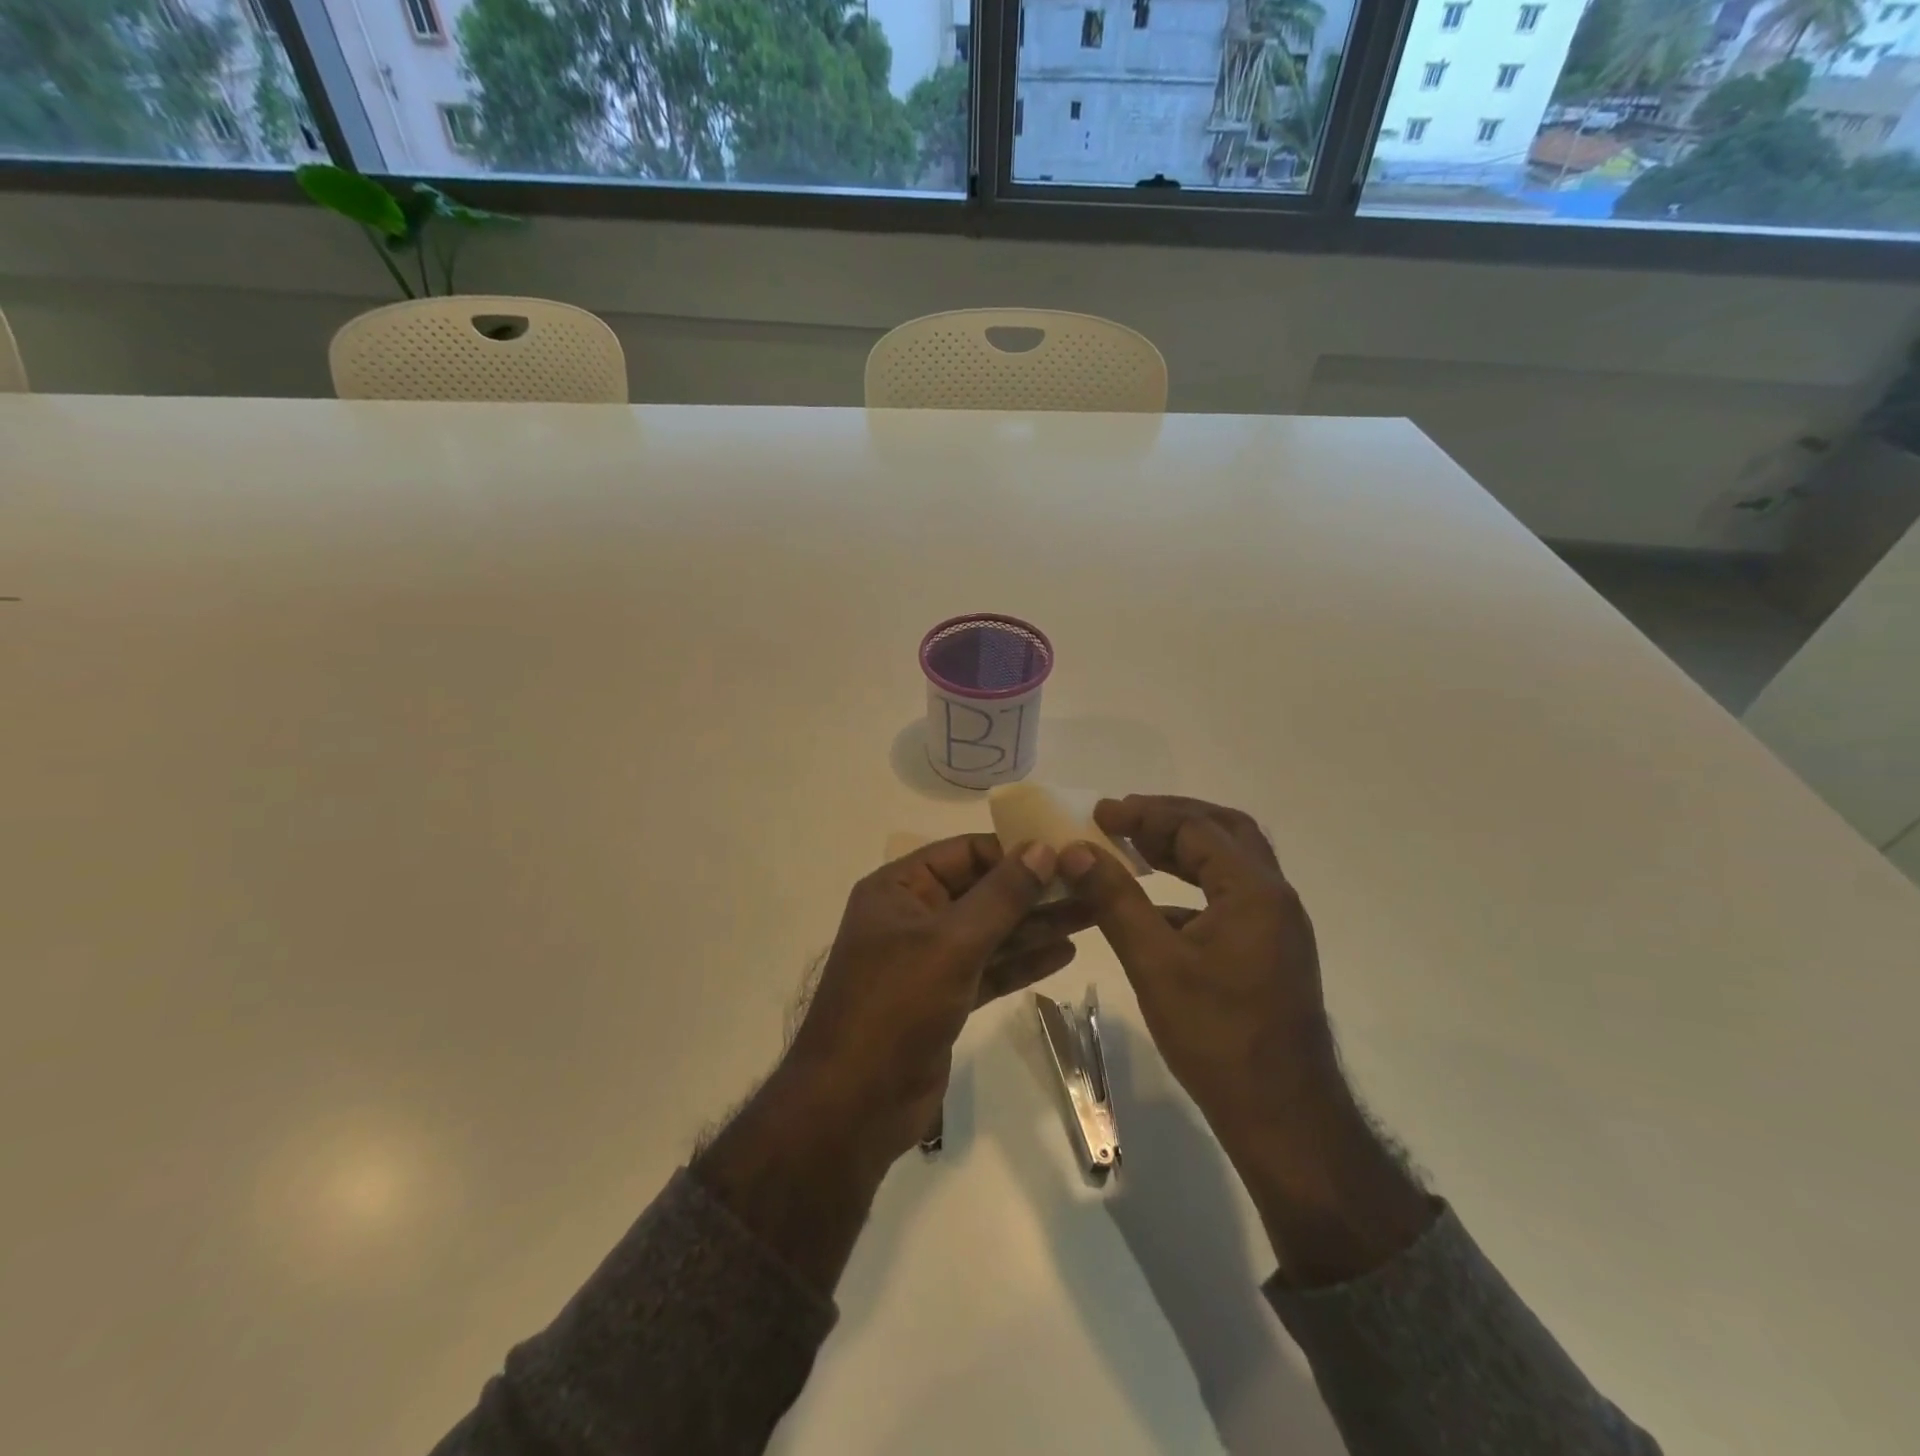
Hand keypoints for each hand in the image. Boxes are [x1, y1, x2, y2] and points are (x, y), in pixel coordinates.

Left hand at [696, 834, 1079, 1297]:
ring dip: (1037, 924)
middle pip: (983, 892)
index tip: (1066, 851)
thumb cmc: (896, 1007)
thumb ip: (1001, 896)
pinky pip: (989, 968)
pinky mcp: (944, 998)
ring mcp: (928, 959)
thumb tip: (1043, 848)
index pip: (964, 853)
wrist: (854, 1106)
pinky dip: (1023, 961)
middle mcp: (913, 916)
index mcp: (899, 888)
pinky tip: (1065, 952)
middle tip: (1092, 882)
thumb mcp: (951, 943)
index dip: (1014, 850)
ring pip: (991, 931)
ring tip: (1093, 912)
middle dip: (1035, 889)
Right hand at [1056, 796, 1333, 1148]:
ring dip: (1184, 849)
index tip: (1099, 813)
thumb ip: (1114, 900)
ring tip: (1134, 848)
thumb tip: (1075, 850)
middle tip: (1123, 820)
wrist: (1284, 1117)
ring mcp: (1276, 925)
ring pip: (1230, 864)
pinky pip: (1229, 898)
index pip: (1196, 828)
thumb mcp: (1154, 964)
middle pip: (1224, 832)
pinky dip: (1191, 887)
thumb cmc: (1217, 1037)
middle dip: (1171, 818)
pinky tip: (1153, 908)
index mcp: (1254, 891)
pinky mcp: (1270, 951)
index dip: (1144, 814)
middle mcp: (1274, 897)